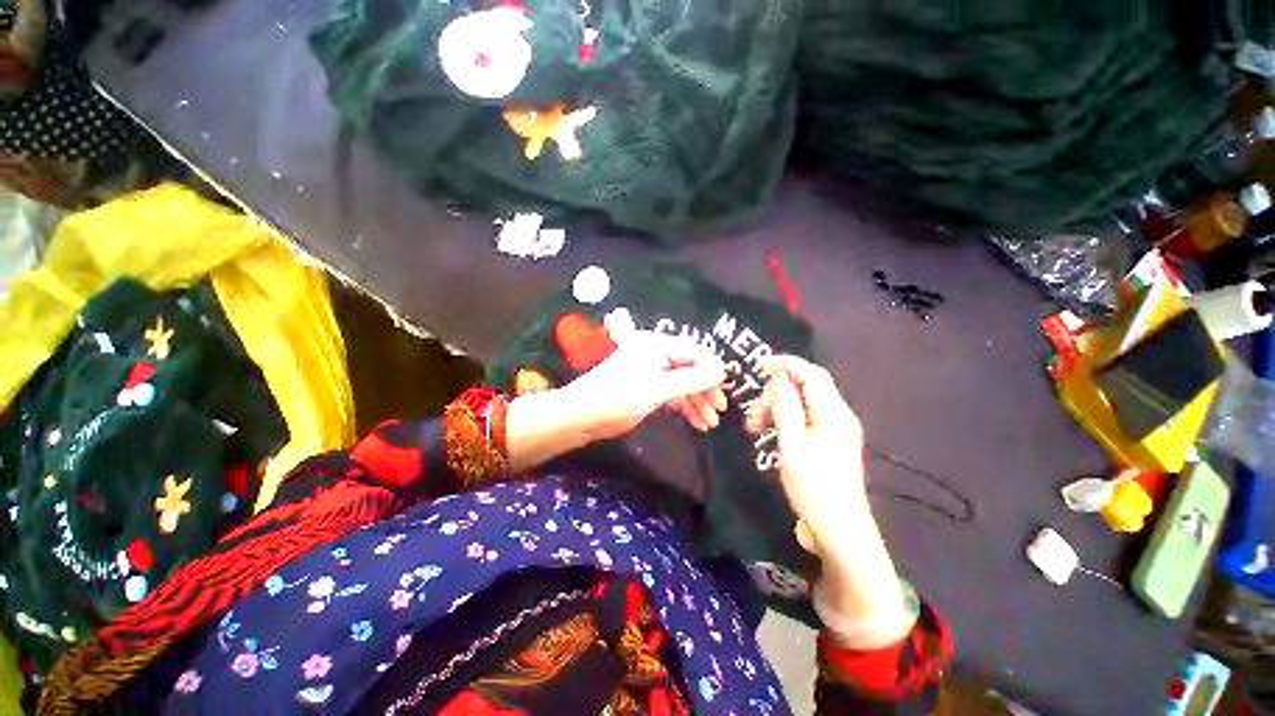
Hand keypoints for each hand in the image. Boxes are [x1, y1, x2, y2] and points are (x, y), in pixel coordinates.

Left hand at [565, 330, 727, 440]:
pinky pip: (672, 393)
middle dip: (705, 391)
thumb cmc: (620, 398)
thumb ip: (693, 380)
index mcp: (658, 344)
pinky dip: (683, 406)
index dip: (712, 373)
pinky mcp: (646, 387)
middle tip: (719, 413)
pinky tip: (696, 422)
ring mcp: (651, 370)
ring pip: (682, 383)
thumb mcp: (660, 389)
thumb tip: (723, 370)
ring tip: (709, 424)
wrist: (582, 416)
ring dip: (696, 402)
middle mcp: (656, 352)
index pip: (696, 353)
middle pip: (690, 368)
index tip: (723, 396)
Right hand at [745, 355, 866, 558]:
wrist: (840, 529)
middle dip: (775, 394)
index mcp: (833, 413)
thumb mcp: (792, 444)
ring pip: (801, 405)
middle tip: (752, 415)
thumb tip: (778, 377)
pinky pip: (804, 420)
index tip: (759, 366)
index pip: (812, 374)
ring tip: (754, 427)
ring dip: (776, 409)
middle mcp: (838, 416)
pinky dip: (785, 421)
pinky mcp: (830, 442)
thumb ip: (785, 407)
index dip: (786, 364)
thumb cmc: (814, 487)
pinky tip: (768, 433)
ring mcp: (836, 430)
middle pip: (805, 389)